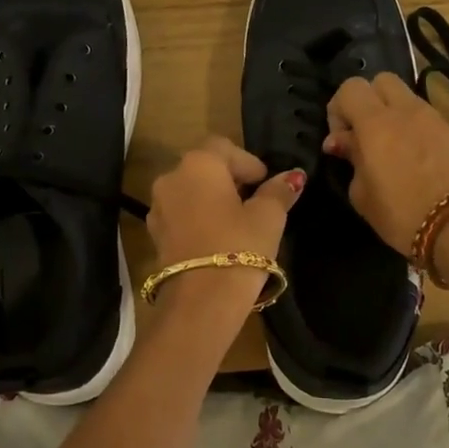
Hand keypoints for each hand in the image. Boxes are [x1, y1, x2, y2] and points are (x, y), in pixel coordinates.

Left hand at [147, 136, 302, 270]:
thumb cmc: (240, 246)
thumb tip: (293, 177)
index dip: (248, 162)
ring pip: (190, 192)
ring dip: (212, 200)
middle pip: (204, 168)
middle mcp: (171, 178)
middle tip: (255, 202)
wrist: (201, 300)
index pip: (224, 147)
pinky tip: (219, 239)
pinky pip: (181, 215)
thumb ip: (278, 192)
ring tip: (238, 223)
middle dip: (230, 180)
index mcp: (199, 164)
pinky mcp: (155, 235)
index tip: (266, 183)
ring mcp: (158, 208)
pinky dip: (199, 219)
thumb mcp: (268, 217)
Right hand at [324, 74, 448, 251]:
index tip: (340, 141)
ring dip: (395, 116)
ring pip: (409, 100)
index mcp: (376, 123)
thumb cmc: (401, 214)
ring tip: (393, 152)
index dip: (339, 109)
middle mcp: (407, 112)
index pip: (350, 88)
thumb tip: (342, 142)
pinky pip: (430, 123)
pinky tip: (419, 165)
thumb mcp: (362, 194)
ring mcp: (437, 121)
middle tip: (365, 136)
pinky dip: (418, 133)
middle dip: (369, 102)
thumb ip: (351, 159)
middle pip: (383, 81)